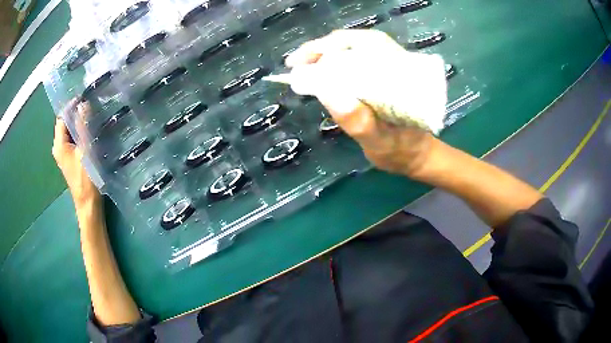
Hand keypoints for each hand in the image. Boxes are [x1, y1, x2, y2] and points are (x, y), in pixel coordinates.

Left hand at [52, 110, 99, 207]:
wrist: (88, 204)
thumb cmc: (86, 178)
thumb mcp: (85, 150)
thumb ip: (83, 126)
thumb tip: (83, 103)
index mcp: (59, 144)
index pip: (62, 117)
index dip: (72, 106)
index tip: (85, 98)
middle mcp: (58, 147)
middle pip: (65, 123)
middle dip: (76, 113)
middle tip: (91, 106)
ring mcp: (63, 154)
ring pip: (70, 131)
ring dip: (79, 123)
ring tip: (92, 116)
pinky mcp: (70, 159)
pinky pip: (73, 139)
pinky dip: (80, 133)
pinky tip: (90, 132)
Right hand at [285, 30, 442, 177]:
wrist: (416, 154)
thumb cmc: (401, 150)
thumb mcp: (379, 141)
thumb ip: (358, 121)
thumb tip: (327, 92)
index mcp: (399, 73)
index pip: (360, 44)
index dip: (326, 48)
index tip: (298, 63)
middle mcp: (394, 61)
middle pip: (352, 41)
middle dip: (320, 49)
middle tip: (295, 65)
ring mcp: (388, 65)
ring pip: (352, 47)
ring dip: (324, 54)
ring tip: (303, 68)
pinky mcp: (382, 73)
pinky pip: (354, 58)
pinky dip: (333, 62)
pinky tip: (320, 72)